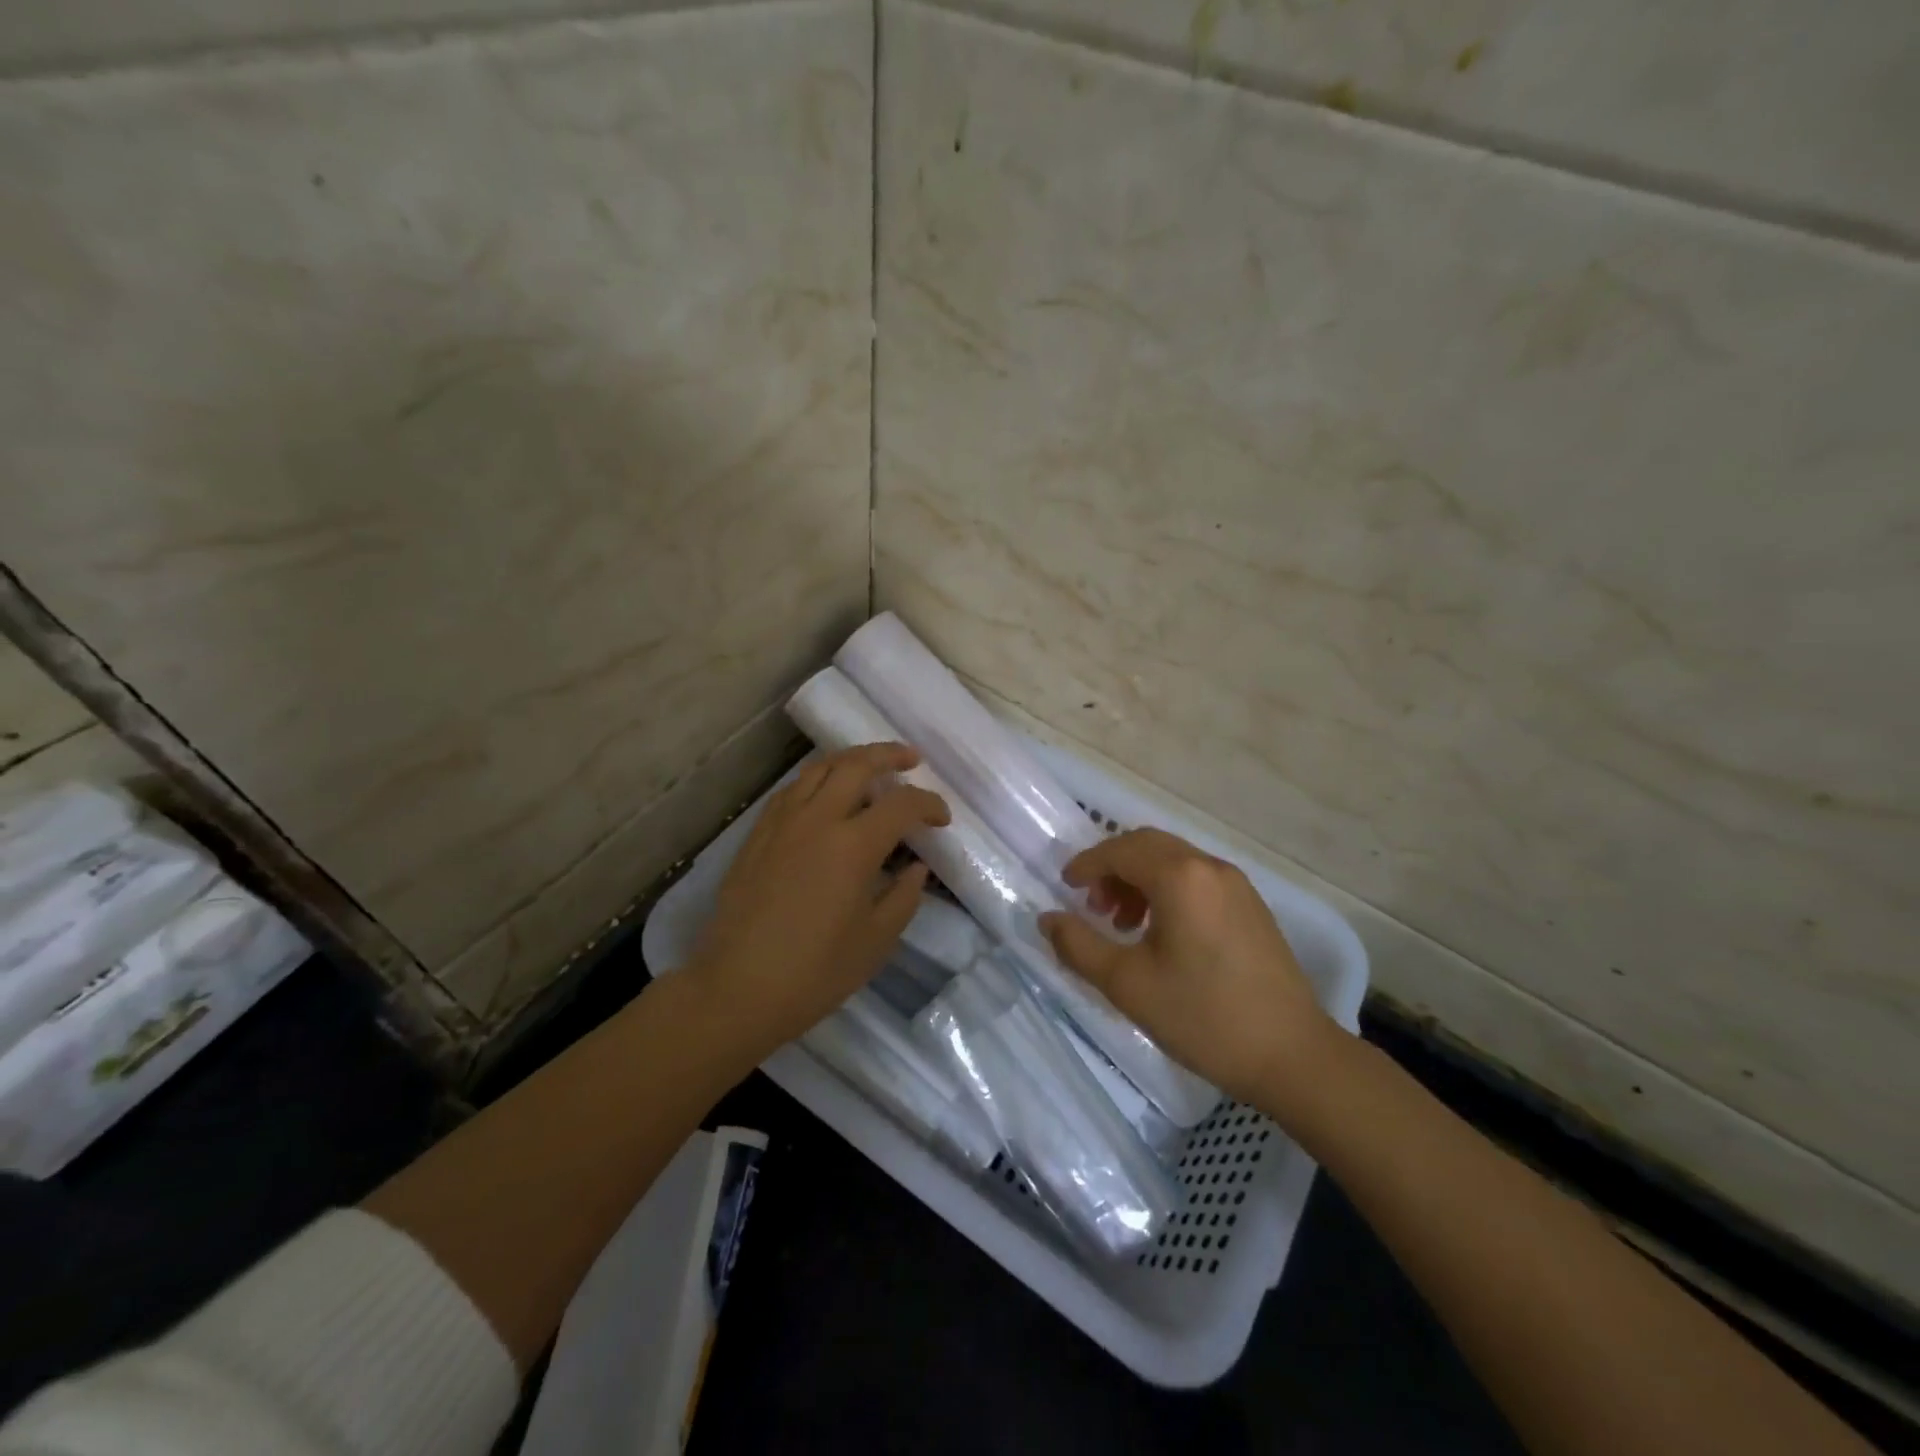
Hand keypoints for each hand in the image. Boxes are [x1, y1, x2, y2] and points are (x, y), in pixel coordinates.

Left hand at [686, 743, 948, 1061]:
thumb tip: (916, 868)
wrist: (736, 989)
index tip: (941, 820)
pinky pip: (792, 789)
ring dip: (851, 759)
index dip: (929, 805)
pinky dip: (817, 778)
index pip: (901, 805)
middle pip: (857, 765)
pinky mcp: (757, 834)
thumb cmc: (814, 972)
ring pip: (819, 768)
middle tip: (911, 760)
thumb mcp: (876, 941)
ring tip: (870, 765)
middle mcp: (817, 820)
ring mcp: (782, 823)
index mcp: (853, 846)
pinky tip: (825, 792)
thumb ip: (904, 896)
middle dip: (889, 755)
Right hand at [1039, 828, 1341, 1116]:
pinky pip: (1197, 879)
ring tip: (1124, 924)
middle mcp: (1209, 867)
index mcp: (1180, 877)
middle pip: (1147, 845)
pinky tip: (1161, 933)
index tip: (1065, 887)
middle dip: (1112, 867)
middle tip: (1093, 907)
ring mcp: (1236, 884)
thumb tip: (1047, 919)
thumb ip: (1079, 946)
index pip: (1120, 850)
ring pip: (1173, 860)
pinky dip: (1167, 889)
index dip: (1086, 864)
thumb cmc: (1203, 1016)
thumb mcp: (1128, 985)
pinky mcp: (1251, 905)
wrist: (1293, 1056)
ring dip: (1139, 879)